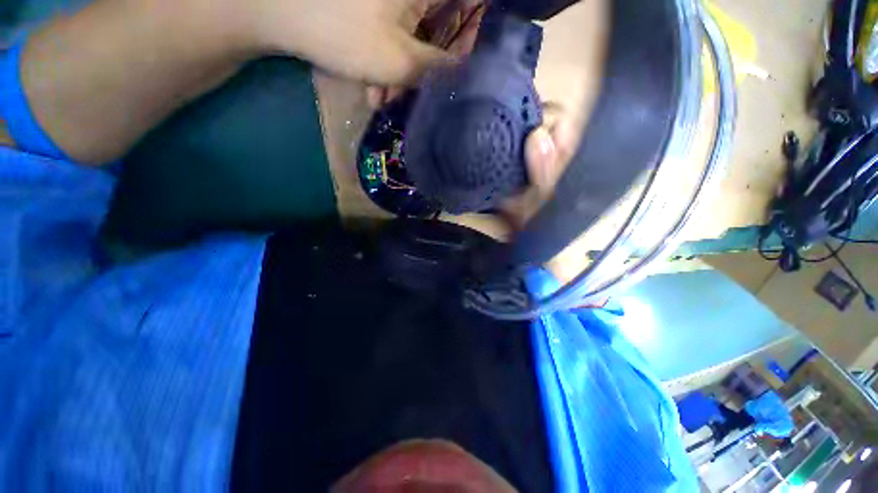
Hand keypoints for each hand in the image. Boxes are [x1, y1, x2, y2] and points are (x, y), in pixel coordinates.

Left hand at [244, 0, 468, 84]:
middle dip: (432, 66)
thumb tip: (468, 78)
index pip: (476, 7)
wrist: (275, 9)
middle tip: (419, 95)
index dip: (475, 40)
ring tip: (384, 99)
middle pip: (445, 25)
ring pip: (416, 34)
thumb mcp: (400, 62)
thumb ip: (441, 72)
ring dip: (405, 72)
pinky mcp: (376, 5)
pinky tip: (372, 86)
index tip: (465, 72)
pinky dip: (388, 61)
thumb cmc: (342, 30)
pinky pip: (395, 32)